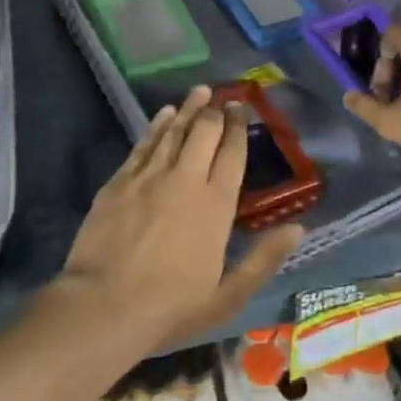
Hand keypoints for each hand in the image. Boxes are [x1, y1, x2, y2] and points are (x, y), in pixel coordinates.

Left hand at [59, 87, 304, 346]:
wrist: (103, 307)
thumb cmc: (170, 308)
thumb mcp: (227, 296)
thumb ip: (263, 259)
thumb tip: (298, 228)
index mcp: (216, 205)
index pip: (233, 154)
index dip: (239, 127)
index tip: (242, 107)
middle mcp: (186, 180)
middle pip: (205, 133)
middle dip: (216, 111)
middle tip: (222, 97)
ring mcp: (150, 176)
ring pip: (174, 131)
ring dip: (189, 109)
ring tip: (200, 92)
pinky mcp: (120, 181)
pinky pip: (144, 144)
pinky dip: (157, 125)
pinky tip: (164, 114)